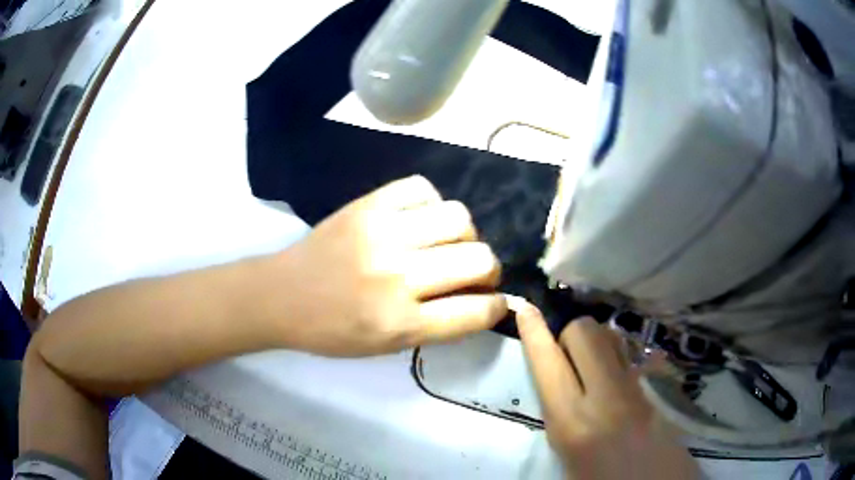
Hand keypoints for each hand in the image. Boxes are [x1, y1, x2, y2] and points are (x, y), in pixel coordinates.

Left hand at [273, 175, 506, 355]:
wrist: (282, 295)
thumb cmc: (333, 331)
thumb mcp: (387, 346)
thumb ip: (437, 326)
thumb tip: (481, 301)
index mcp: (400, 323)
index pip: (476, 311)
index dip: (497, 307)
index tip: (497, 302)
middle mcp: (397, 277)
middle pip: (479, 260)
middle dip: (488, 270)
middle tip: (473, 273)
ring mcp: (382, 234)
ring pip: (459, 217)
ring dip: (464, 235)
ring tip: (446, 243)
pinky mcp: (368, 205)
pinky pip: (423, 189)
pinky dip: (431, 205)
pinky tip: (419, 221)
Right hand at [513, 300, 698, 479]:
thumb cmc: (601, 479)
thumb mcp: (565, 456)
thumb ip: (560, 416)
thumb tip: (557, 384)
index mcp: (573, 423)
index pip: (548, 364)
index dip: (533, 333)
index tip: (525, 309)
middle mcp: (606, 396)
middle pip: (584, 332)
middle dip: (569, 336)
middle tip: (569, 362)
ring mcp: (638, 387)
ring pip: (611, 336)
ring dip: (595, 342)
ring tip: (593, 367)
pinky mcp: (658, 386)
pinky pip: (632, 352)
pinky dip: (617, 354)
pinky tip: (617, 376)